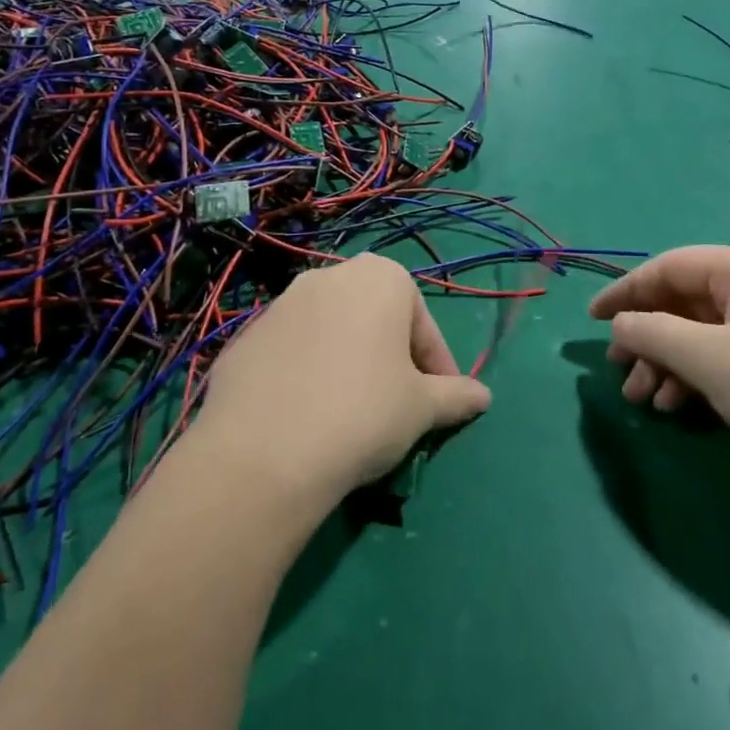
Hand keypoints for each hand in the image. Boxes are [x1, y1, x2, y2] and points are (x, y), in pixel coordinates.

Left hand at [195, 254, 491, 502]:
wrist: (262, 453)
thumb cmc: (363, 413)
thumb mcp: (422, 409)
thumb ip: (455, 396)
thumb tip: (483, 396)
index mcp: (381, 277)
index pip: (424, 326)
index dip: (438, 368)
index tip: (440, 405)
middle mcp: (330, 276)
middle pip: (376, 320)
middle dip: (391, 358)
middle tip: (398, 406)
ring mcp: (281, 304)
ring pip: (332, 333)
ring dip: (348, 363)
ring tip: (350, 415)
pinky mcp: (245, 338)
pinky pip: (292, 353)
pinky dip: (307, 375)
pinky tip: (306, 418)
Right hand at [589, 246, 729, 505]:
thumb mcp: (709, 357)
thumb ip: (653, 332)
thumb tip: (620, 323)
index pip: (667, 267)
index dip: (625, 291)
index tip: (592, 319)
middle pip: (681, 303)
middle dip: (646, 338)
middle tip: (621, 371)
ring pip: (698, 336)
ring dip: (665, 364)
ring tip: (645, 401)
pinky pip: (720, 361)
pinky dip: (693, 380)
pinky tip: (677, 408)